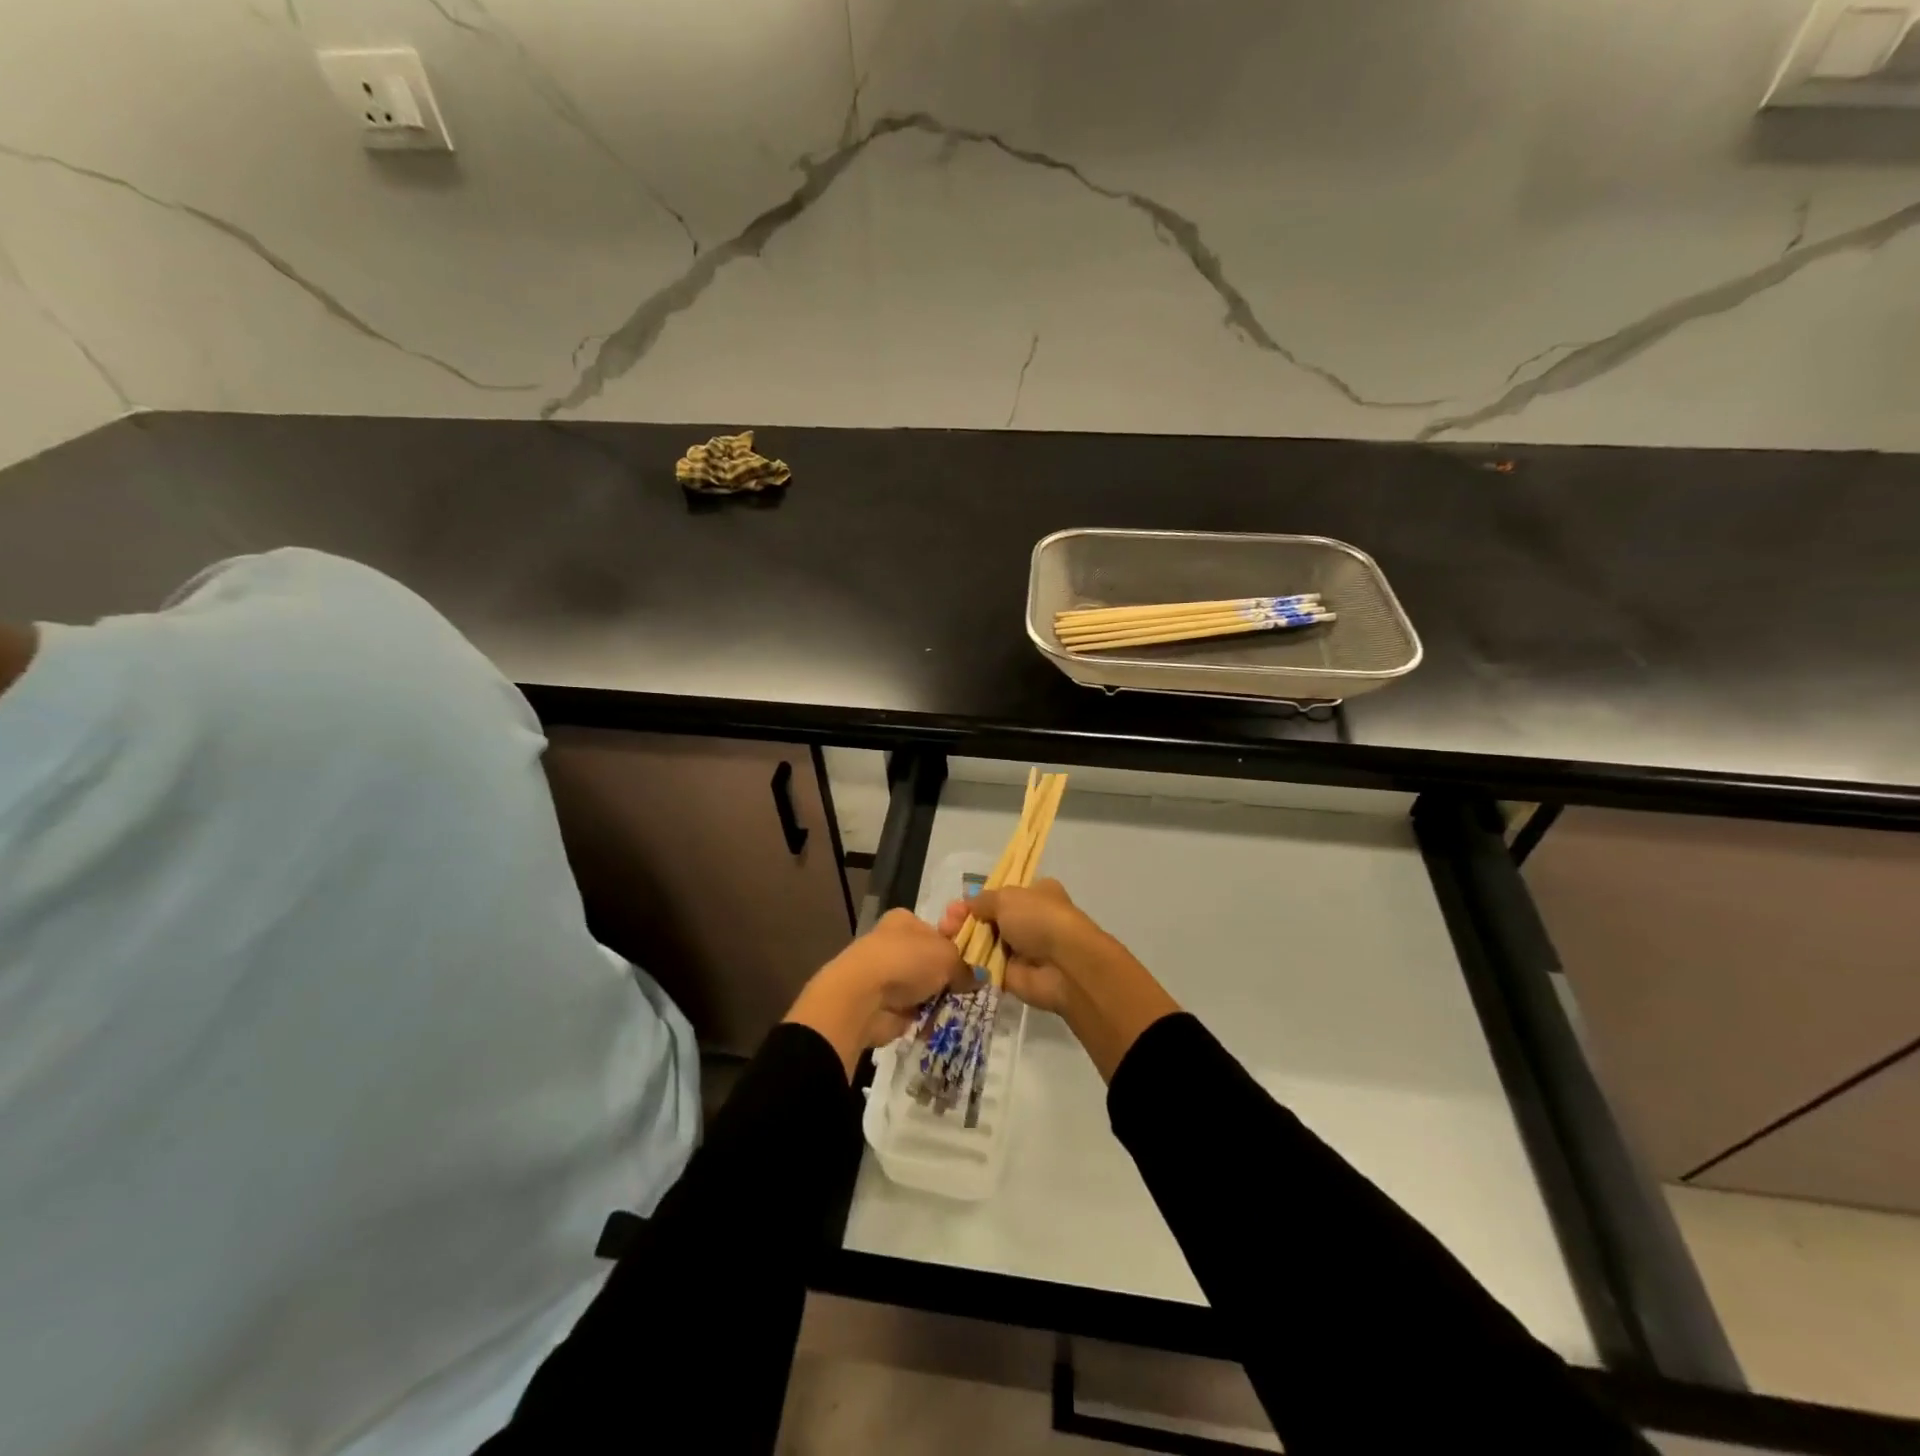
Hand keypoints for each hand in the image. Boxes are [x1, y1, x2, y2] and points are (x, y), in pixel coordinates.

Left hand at [784, 909, 969, 1075]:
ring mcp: (887, 975)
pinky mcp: (884, 1004)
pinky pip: (914, 1010)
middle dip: (949, 974)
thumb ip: (965, 966)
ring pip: (923, 985)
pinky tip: (944, 1021)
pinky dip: (927, 1016)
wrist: (863, 997)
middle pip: (931, 959)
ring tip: (964, 1006)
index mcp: (905, 920)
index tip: (976, 960)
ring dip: (939, 997)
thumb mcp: (947, 956)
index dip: (956, 943)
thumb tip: (980, 977)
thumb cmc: (906, 961)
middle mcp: (894, 943)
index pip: (937, 929)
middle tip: (973, 987)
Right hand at [936, 878, 1091, 1014]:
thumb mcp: (1007, 897)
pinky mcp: (1012, 975)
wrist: (1064, 965)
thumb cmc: (1039, 919)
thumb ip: (983, 900)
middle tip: (945, 923)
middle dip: (965, 919)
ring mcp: (1021, 949)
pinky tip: (950, 957)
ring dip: (963, 940)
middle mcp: (1029, 920)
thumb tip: (968, 904)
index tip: (957, 905)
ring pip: (984, 942)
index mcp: (1036, 894)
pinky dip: (969, 963)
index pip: (1002, 894)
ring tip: (944, 937)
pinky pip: (984, 967)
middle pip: (989, 918)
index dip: (978, 899)